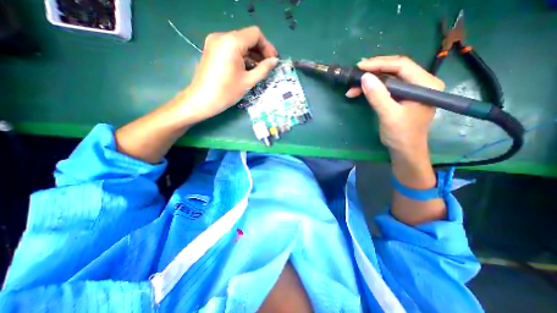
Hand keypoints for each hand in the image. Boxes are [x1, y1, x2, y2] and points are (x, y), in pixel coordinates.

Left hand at [181, 26, 278, 122]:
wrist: (202, 100)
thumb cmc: (227, 92)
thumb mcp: (248, 81)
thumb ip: (263, 69)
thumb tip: (275, 61)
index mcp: (232, 42)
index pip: (255, 34)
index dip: (267, 47)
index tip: (272, 60)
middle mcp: (222, 36)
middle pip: (247, 37)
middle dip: (260, 50)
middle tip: (268, 66)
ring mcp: (215, 42)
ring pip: (239, 42)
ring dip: (251, 54)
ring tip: (258, 68)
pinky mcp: (212, 49)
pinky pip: (231, 48)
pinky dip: (241, 55)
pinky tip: (246, 67)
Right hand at [347, 55, 446, 158]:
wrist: (404, 150)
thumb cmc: (401, 134)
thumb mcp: (389, 115)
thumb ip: (377, 96)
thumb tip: (364, 77)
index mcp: (425, 85)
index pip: (402, 65)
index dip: (379, 64)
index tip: (360, 66)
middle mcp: (420, 83)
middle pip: (395, 69)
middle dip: (373, 71)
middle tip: (355, 73)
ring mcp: (410, 90)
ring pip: (388, 78)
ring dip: (369, 82)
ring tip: (352, 87)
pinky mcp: (401, 97)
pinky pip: (385, 88)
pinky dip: (371, 89)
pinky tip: (359, 92)